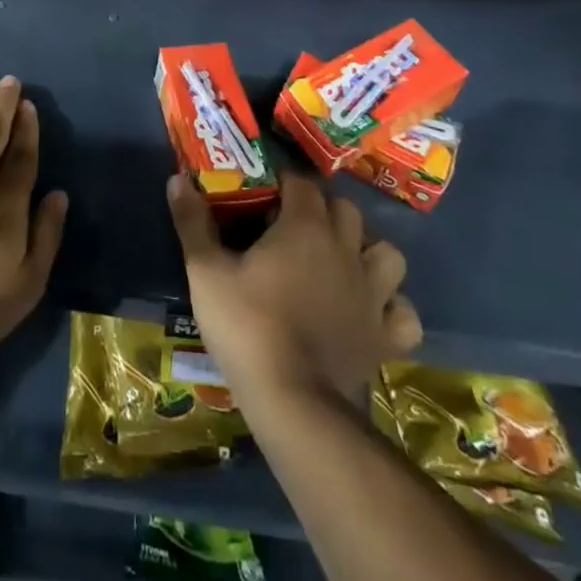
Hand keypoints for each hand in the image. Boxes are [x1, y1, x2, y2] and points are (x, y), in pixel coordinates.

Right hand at [168, 171, 420, 405]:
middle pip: (346, 210)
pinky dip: (392, 307)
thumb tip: (177, 178)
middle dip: (324, 210)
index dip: (284, 182)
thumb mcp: (206, 271)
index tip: (264, 193)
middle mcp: (346, 249)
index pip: (302, 182)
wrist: (293, 402)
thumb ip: (193, 222)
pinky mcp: (386, 336)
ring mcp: (373, 294)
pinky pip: (403, 312)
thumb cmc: (247, 326)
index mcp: (305, 226)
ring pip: (387, 253)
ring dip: (367, 251)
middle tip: (295, 226)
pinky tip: (370, 311)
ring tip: (341, 263)